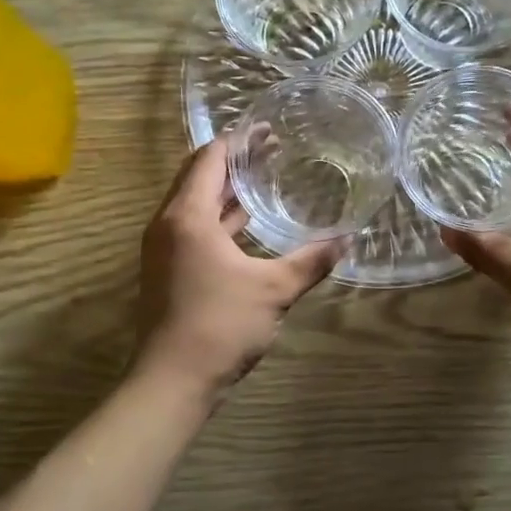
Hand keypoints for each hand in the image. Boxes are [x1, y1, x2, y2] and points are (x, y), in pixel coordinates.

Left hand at [134, 138, 345, 396]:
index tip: (267, 129)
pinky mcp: (167, 270)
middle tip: (271, 149)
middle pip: (198, 177)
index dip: (238, 140)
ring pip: (194, 204)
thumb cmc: (220, 325)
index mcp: (188, 216)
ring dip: (225, 190)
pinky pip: (193, 228)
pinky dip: (219, 218)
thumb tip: (347, 239)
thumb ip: (310, 261)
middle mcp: (168, 224)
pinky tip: (246, 223)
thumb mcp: (274, 290)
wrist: (172, 381)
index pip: (210, 159)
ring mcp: (164, 249)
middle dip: (233, 160)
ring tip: (263, 178)